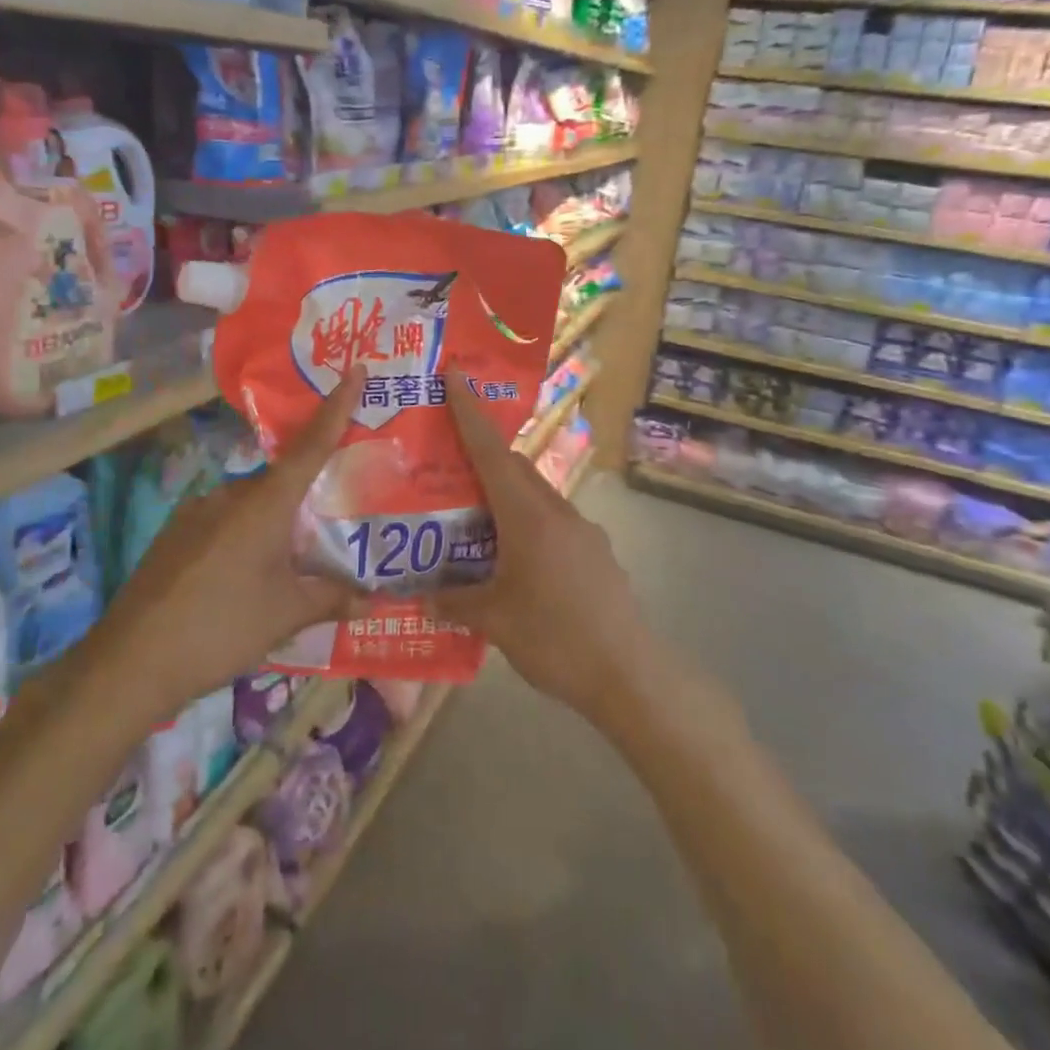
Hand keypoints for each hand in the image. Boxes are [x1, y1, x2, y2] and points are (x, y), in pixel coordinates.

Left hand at [90, 369, 362, 710]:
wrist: (129, 663)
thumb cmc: (221, 628)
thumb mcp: (286, 615)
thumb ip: (332, 599)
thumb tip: (374, 601)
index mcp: (265, 503)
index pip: (312, 444)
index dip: (337, 407)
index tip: (355, 369)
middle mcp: (230, 494)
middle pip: (282, 480)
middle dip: (308, 494)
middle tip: (333, 517)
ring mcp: (196, 511)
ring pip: (251, 504)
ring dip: (274, 522)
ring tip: (289, 562)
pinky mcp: (175, 534)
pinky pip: (224, 521)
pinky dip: (244, 536)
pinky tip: (245, 576)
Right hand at [431, 370, 651, 717]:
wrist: (629, 673)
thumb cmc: (555, 637)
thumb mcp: (495, 621)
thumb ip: (455, 603)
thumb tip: (420, 599)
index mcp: (529, 516)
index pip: (492, 452)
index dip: (470, 413)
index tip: (455, 375)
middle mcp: (557, 511)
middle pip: (515, 469)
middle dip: (483, 459)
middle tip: (448, 467)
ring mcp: (583, 532)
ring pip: (536, 497)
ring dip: (506, 498)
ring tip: (475, 523)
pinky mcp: (596, 554)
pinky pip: (554, 524)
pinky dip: (528, 526)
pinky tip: (515, 563)